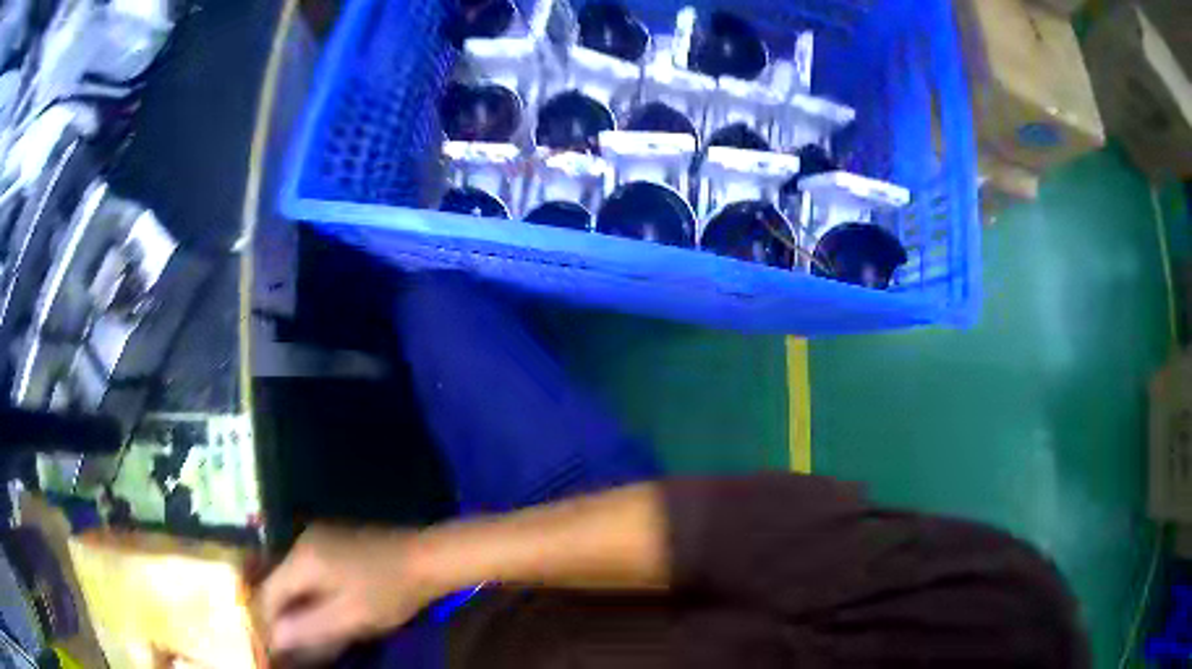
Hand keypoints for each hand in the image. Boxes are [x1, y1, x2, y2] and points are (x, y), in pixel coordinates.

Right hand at [256, 524, 438, 664]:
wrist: (426, 557)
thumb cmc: (389, 591)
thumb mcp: (350, 617)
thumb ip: (309, 628)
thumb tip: (274, 639)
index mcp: (301, 559)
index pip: (267, 593)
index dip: (268, 623)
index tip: (275, 648)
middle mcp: (302, 543)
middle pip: (279, 585)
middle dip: (284, 616)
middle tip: (294, 644)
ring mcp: (318, 540)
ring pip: (295, 580)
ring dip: (298, 607)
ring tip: (309, 634)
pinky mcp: (334, 543)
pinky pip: (310, 573)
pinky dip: (312, 595)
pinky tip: (324, 613)